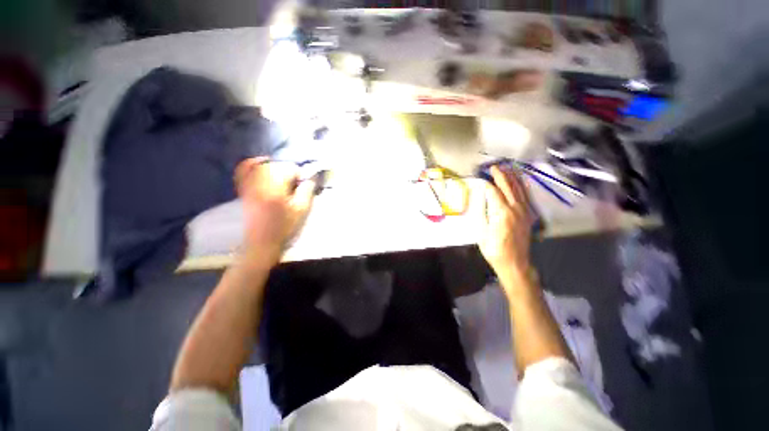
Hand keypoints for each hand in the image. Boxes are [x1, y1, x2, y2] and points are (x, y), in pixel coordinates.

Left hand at [235, 158, 315, 262]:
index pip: (291, 168)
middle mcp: (259, 179)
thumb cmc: (285, 226)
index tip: (303, 187)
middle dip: (289, 173)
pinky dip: (252, 164)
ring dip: (276, 170)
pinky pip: (244, 169)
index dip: (300, 177)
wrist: (262, 242)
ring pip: (264, 166)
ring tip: (283, 182)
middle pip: (278, 165)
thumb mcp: (302, 209)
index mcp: (275, 184)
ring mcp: (248, 183)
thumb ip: (307, 190)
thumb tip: (311, 177)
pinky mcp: (243, 188)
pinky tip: (261, 163)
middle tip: (294, 188)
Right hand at [478, 165, 533, 277]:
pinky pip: (526, 197)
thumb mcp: (482, 231)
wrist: (514, 262)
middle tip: (494, 166)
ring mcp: (524, 211)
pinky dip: (523, 186)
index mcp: (501, 212)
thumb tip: (482, 197)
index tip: (481, 176)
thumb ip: (482, 211)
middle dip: (500, 175)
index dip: (487, 183)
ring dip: (513, 177)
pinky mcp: (528, 215)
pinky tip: (521, 181)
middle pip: (508, 187)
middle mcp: (515, 208)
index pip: (493, 192)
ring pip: (519, 189)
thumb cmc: (494, 249)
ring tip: (508, 168)